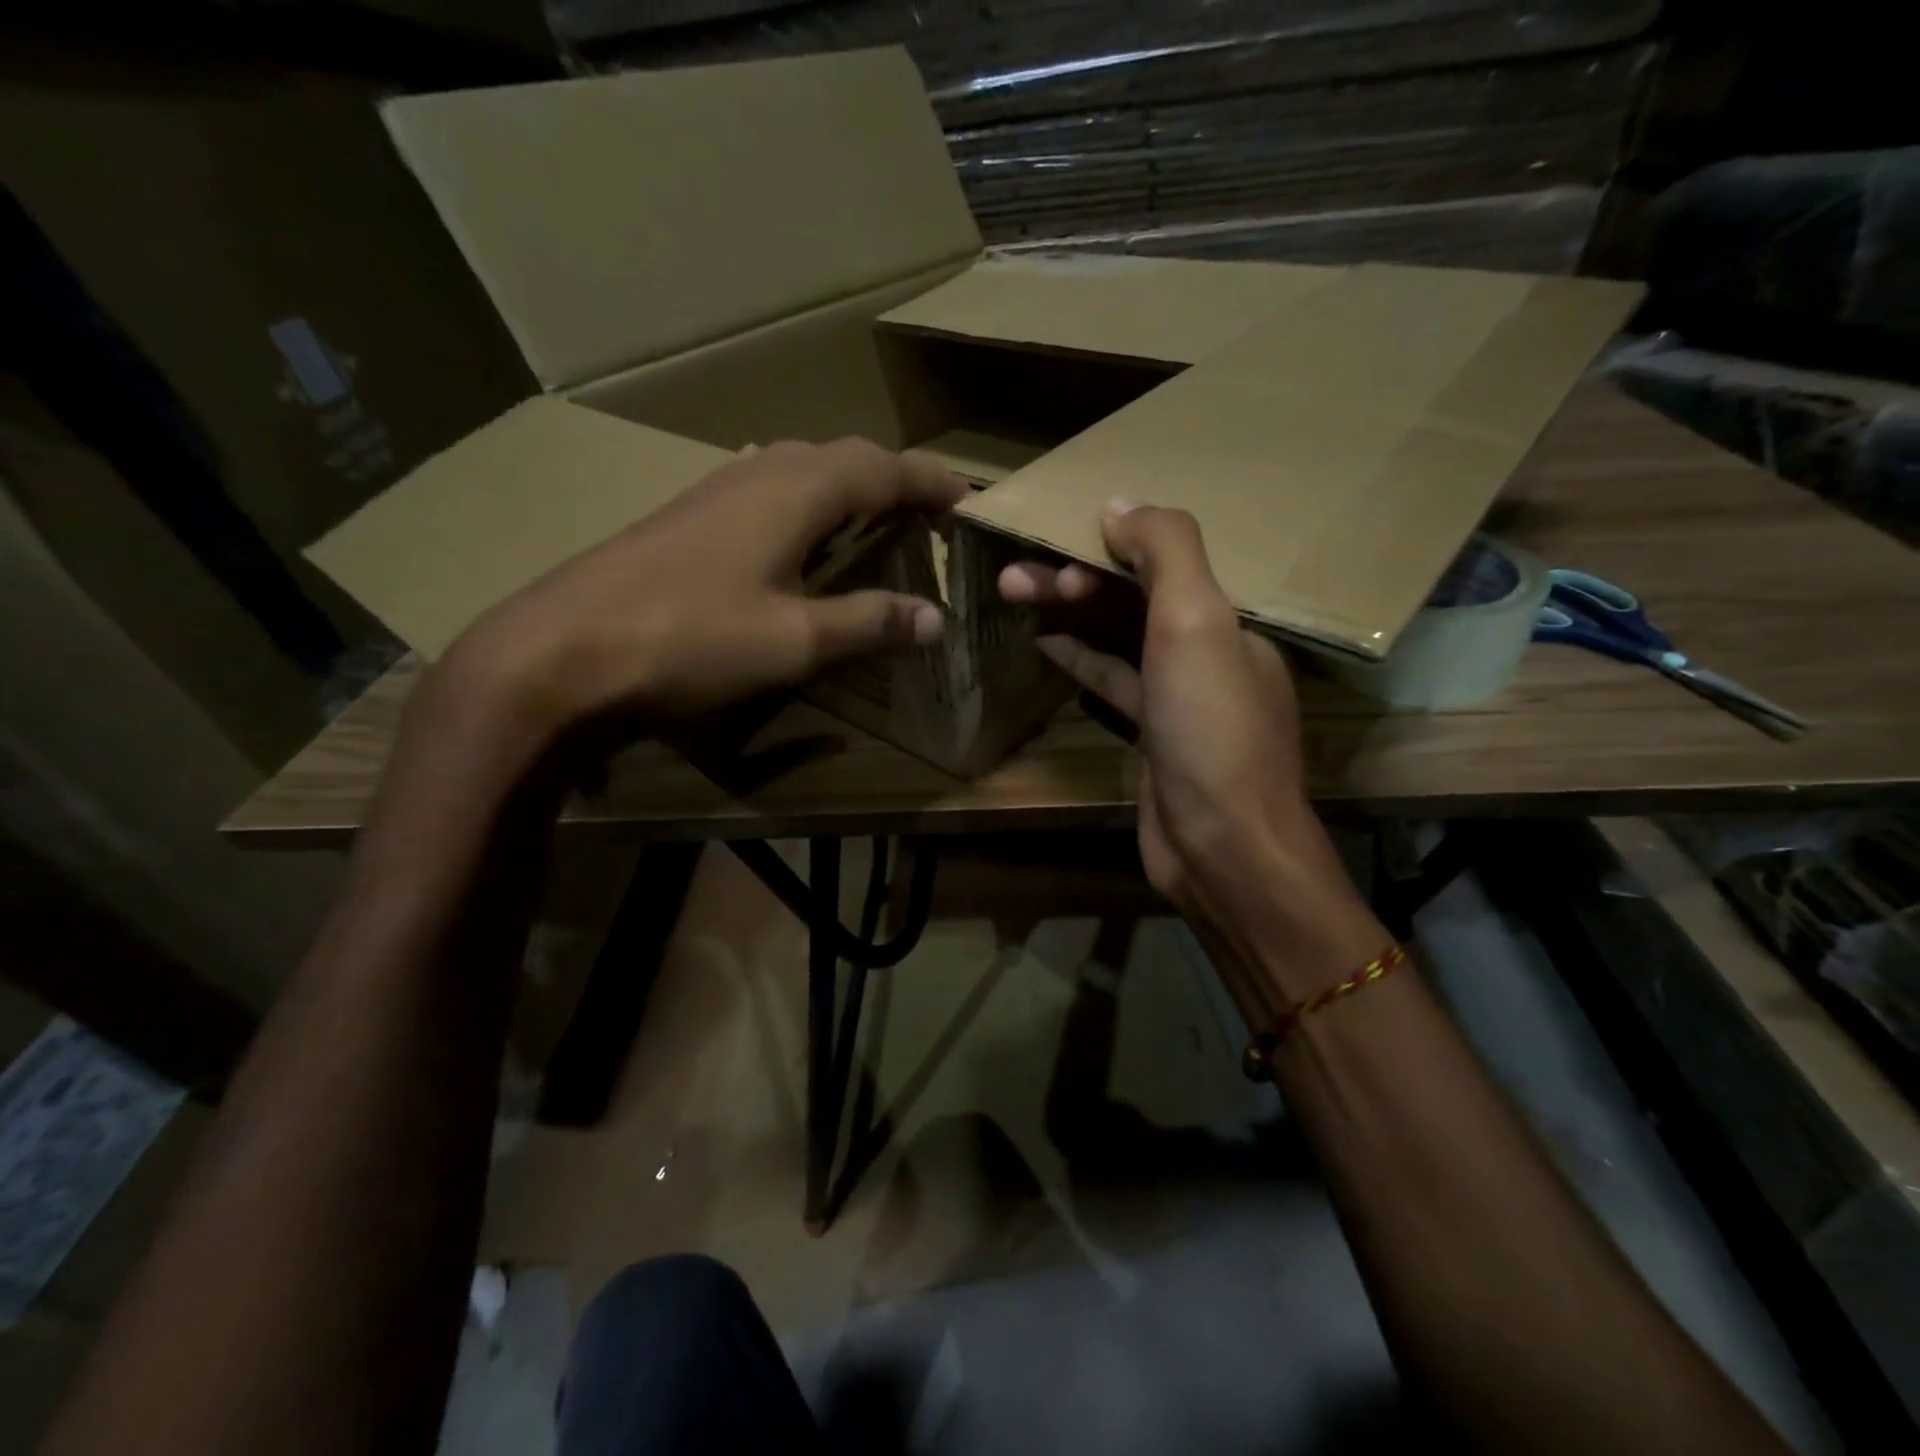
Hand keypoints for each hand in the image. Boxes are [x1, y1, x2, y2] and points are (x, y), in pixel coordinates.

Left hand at [434, 437, 967, 757]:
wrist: (563, 651)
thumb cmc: (692, 640)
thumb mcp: (796, 639)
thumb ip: (869, 622)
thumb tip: (935, 619)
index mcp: (797, 490)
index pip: (885, 469)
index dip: (932, 482)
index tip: (970, 500)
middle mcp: (760, 472)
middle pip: (844, 457)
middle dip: (894, 479)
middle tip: (928, 515)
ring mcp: (716, 489)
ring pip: (801, 468)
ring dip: (847, 487)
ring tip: (876, 522)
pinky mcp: (688, 515)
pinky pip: (767, 489)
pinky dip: (806, 504)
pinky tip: (799, 537)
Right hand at [999, 501, 1379, 1000]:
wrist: (1223, 847)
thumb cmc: (1212, 729)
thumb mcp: (1197, 624)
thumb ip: (1166, 552)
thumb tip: (1120, 503)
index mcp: (1231, 619)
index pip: (1166, 562)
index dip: (1109, 545)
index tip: (1055, 538)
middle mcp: (1211, 651)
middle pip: (1135, 598)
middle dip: (1075, 579)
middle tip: (1013, 573)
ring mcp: (1181, 697)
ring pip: (1119, 638)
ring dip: (1070, 613)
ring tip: (1013, 592)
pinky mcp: (1154, 735)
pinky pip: (1114, 682)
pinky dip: (1082, 659)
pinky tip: (1046, 643)